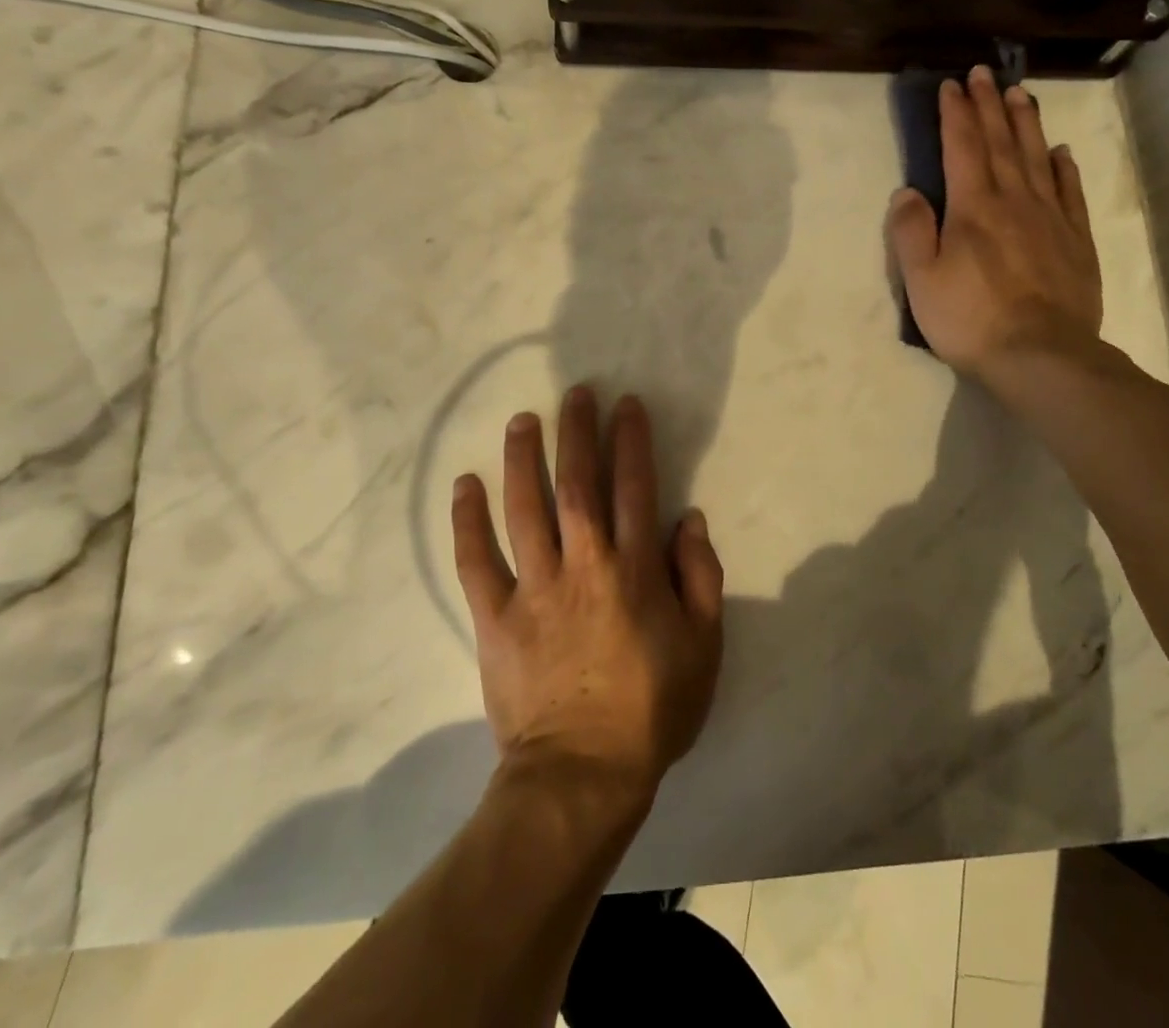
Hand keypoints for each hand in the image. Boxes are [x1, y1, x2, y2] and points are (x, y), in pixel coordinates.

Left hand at [452, 387, 724, 806]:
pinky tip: (464, 484)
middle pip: (577, 483)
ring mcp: (534, 588)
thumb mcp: (704, 646)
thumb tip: (688, 519)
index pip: (634, 486)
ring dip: (522, 459)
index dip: (631, 440)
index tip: (625, 405)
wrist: (582, 775)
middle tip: (574, 393)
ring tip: (521, 420)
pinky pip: (475, 561)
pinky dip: (467, 521)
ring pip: (524, 509)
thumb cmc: (652, 709)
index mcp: (634, 570)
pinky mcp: (494, 617)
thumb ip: (701, 577)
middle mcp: (583, 564)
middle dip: (577, 432)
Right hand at [887, 66, 1102, 381]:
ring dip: (1026, 124)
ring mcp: (1050, 219)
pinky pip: (1070, 192)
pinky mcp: (1076, 241)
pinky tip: (1060, 152)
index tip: (952, 85)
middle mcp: (1014, 201)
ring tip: (1020, 94)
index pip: (962, 148)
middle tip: (985, 73)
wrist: (1042, 356)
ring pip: (1037, 158)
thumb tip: (907, 192)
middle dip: (990, 106)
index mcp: (973, 208)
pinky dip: (1063, 167)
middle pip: (1001, 143)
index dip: (956, 114)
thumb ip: (911, 232)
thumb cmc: (971, 319)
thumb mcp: (921, 281)